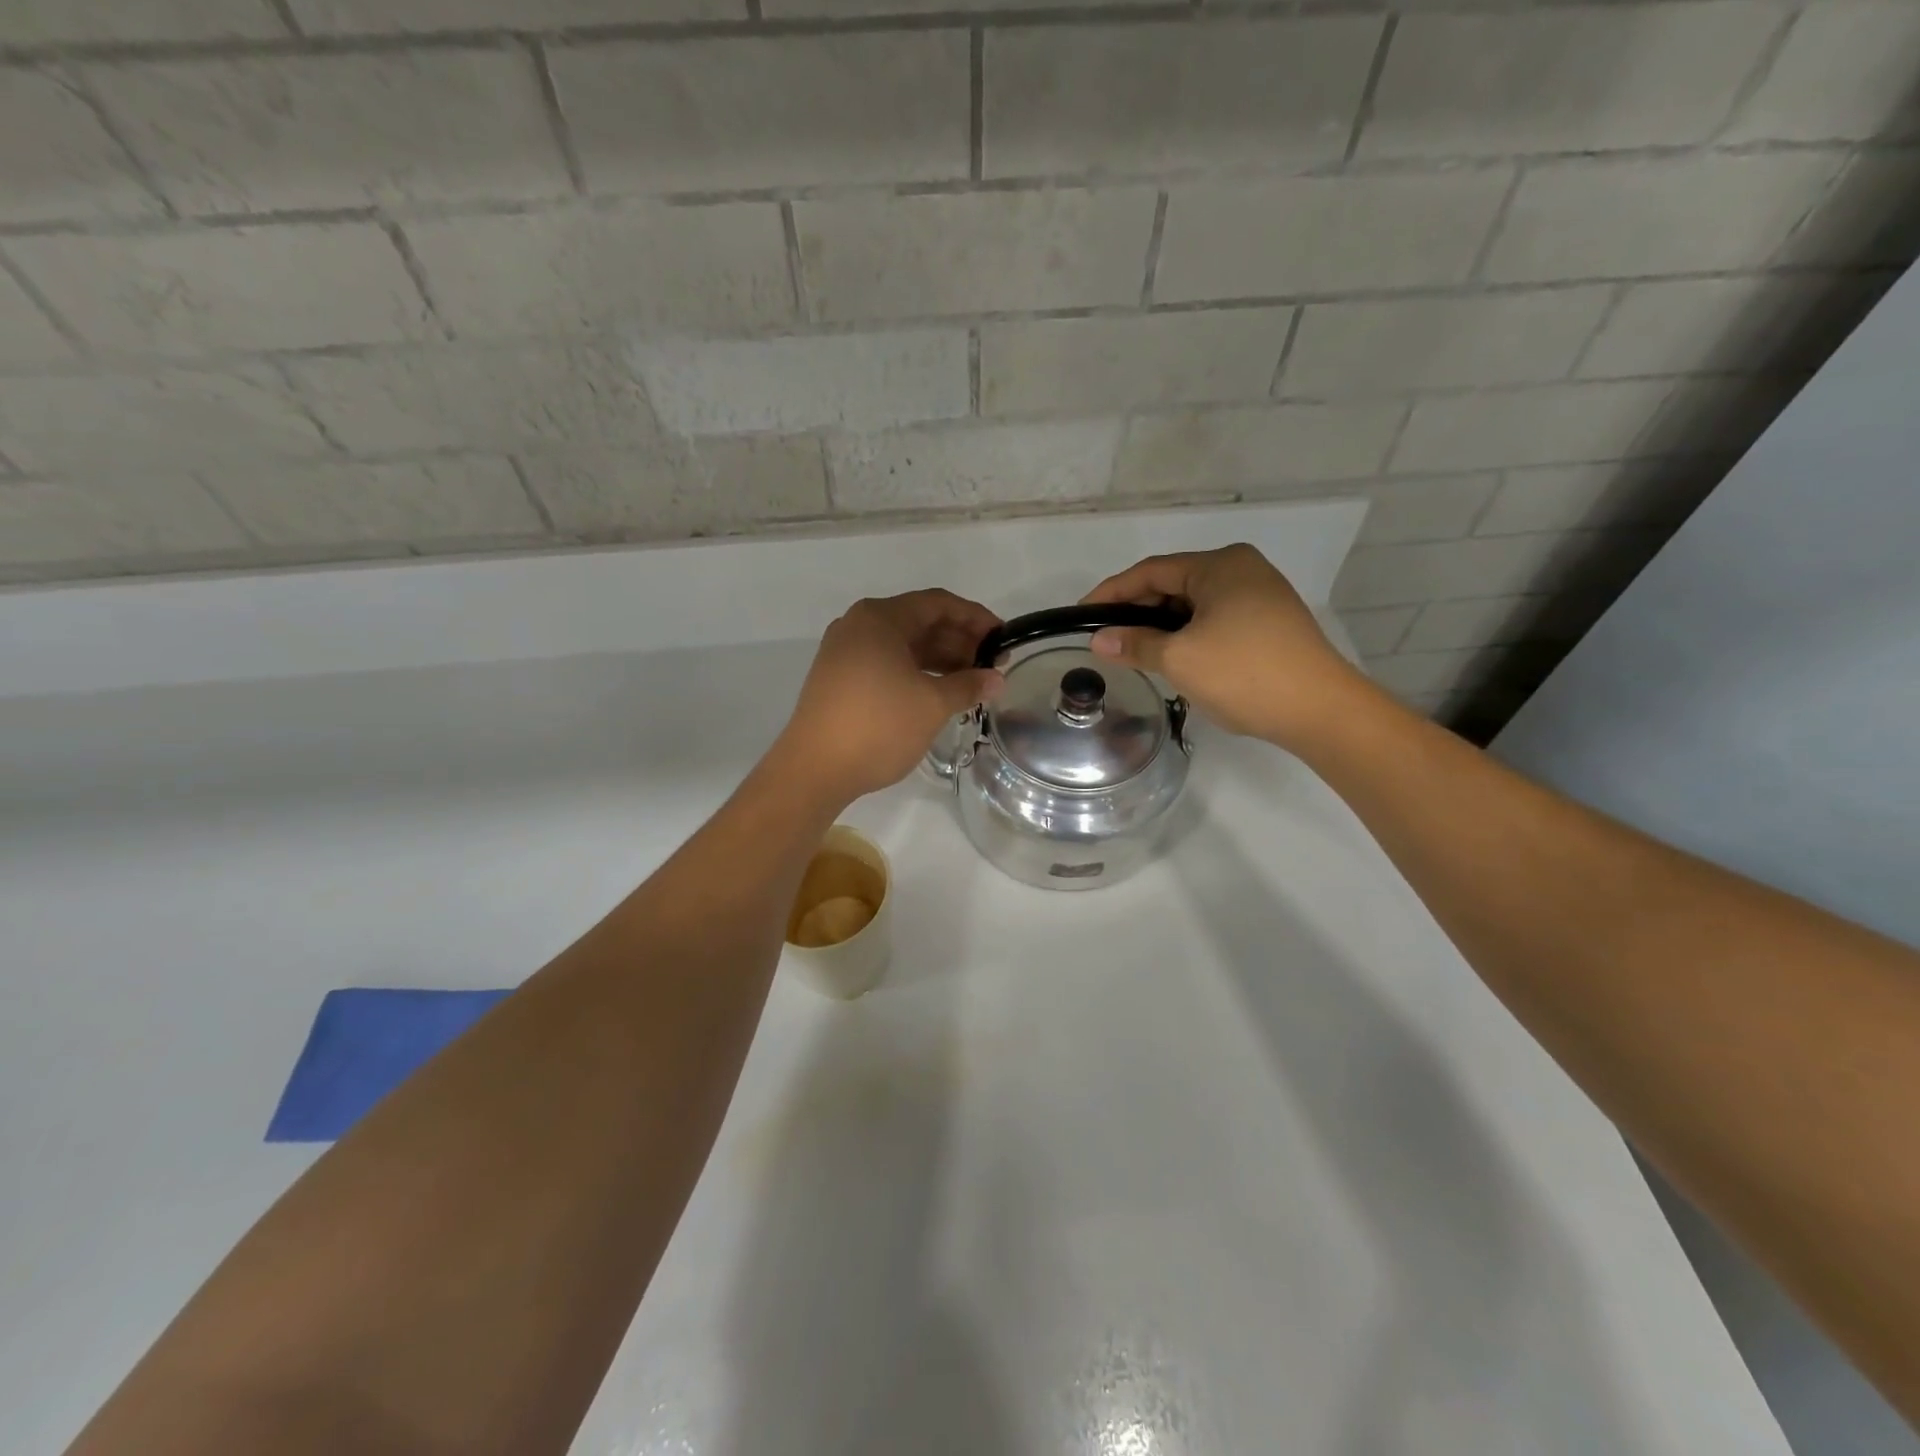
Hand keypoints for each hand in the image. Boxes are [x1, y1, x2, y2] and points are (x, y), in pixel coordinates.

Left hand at [781, 590, 1003, 801]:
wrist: (814, 769)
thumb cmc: (878, 726)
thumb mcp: (932, 704)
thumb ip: (968, 685)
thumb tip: (996, 679)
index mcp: (880, 618)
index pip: (938, 604)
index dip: (975, 618)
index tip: (1003, 638)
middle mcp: (859, 626)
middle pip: (919, 622)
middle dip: (959, 641)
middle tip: (992, 664)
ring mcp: (845, 652)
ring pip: (903, 645)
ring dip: (939, 659)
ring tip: (972, 681)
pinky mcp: (839, 678)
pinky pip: (886, 662)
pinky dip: (916, 671)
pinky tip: (938, 692)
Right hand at [1081, 544, 1370, 747]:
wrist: (1320, 709)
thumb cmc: (1244, 673)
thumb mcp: (1179, 659)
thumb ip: (1135, 644)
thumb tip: (1098, 640)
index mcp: (1220, 565)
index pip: (1150, 572)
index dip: (1111, 592)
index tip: (1081, 614)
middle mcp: (1242, 569)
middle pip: (1173, 585)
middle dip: (1137, 612)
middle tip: (1107, 639)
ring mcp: (1261, 596)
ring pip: (1195, 606)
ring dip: (1162, 627)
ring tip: (1135, 653)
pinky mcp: (1270, 623)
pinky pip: (1215, 620)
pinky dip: (1188, 636)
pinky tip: (1174, 659)